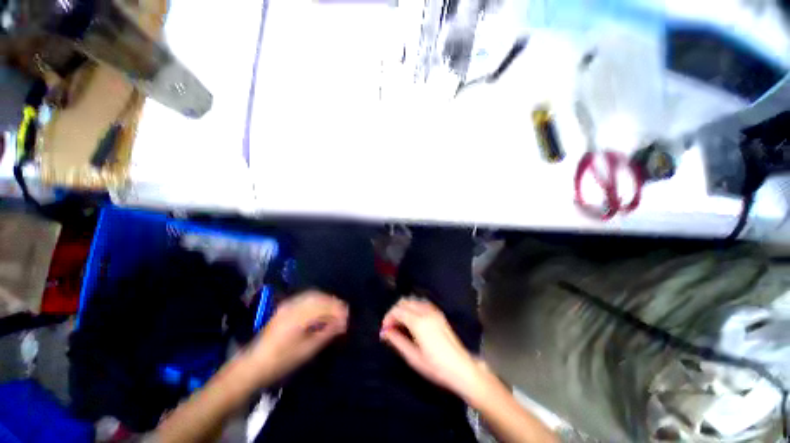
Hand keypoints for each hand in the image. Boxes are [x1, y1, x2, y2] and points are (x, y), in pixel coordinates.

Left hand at [246, 291, 347, 383]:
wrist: (253, 365)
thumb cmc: (281, 361)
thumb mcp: (307, 350)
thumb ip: (326, 333)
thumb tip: (342, 324)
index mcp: (299, 316)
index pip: (325, 306)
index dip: (339, 311)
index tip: (347, 320)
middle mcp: (293, 306)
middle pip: (320, 298)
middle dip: (334, 304)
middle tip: (344, 316)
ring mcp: (288, 305)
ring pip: (313, 295)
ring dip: (327, 301)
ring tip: (335, 312)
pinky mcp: (285, 307)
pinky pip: (306, 298)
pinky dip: (317, 301)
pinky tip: (321, 310)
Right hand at [380, 298, 484, 399]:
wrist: (461, 368)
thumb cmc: (436, 367)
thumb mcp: (413, 357)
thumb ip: (397, 341)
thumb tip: (385, 332)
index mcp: (418, 322)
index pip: (397, 310)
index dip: (388, 318)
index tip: (384, 329)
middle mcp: (426, 312)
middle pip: (404, 302)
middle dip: (394, 311)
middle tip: (390, 327)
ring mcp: (434, 311)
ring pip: (413, 301)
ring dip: (403, 308)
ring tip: (399, 324)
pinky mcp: (438, 314)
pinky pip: (421, 304)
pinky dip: (412, 308)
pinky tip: (411, 321)